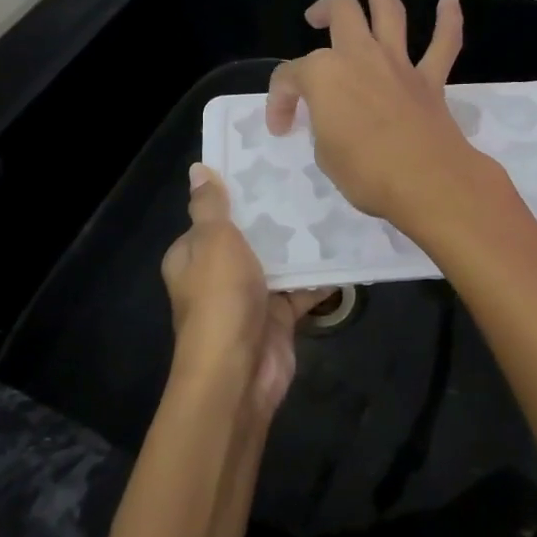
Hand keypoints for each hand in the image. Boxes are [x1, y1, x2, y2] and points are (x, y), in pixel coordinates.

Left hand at [161, 164, 326, 418]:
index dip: (234, 192)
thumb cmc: (220, 298)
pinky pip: (301, 288)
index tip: (266, 164)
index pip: (211, 216)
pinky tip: (345, 249)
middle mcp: (217, 274)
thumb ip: (210, 205)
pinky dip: (320, 275)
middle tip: (308, 178)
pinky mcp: (277, 316)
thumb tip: (197, 169)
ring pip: (277, 261)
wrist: (239, 373)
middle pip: (248, 236)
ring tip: (331, 205)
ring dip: (300, 243)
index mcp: (192, 255)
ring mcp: (248, 296)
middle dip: (274, 215)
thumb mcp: (213, 241)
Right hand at [266, 0, 484, 231]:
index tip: (281, 126)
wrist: (427, 181)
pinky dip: (449, 20)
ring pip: (389, 12)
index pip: (291, 76)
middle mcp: (359, 56)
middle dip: (324, 10)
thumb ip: (325, 126)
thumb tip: (335, 120)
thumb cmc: (365, 172)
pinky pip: (443, 43)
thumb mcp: (325, 154)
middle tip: (315, 17)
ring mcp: (397, 64)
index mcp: (323, 75)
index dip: (280, 100)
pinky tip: (450, 1)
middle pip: (340, 14)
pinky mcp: (430, 79)